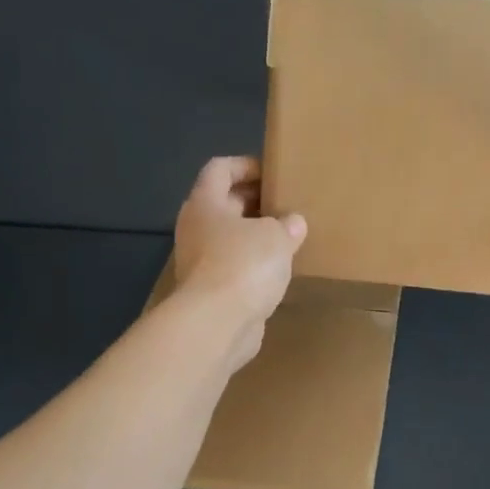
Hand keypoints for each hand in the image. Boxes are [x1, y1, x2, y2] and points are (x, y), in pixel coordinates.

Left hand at [173, 157, 305, 366]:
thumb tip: (293, 222)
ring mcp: (200, 262)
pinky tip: (280, 270)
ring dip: (256, 236)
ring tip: (289, 237)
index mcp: (205, 203)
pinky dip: (254, 265)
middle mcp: (197, 228)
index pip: (220, 169)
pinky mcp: (211, 291)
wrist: (217, 323)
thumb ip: (287, 223)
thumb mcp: (276, 235)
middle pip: (224, 204)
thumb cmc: (244, 264)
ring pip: (230, 238)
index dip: (246, 165)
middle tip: (287, 204)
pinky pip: (235, 267)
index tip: (273, 173)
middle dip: (255, 201)